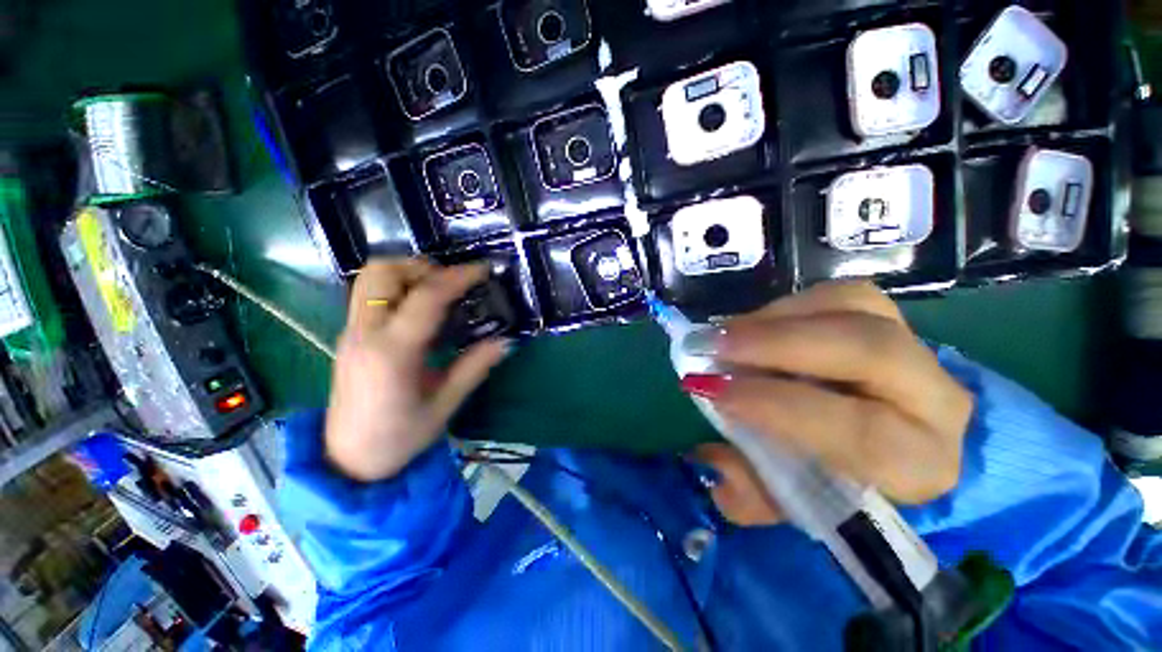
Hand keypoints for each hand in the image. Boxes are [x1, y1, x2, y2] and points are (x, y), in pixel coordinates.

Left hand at [325, 259, 510, 482]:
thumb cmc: (398, 439)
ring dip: (407, 274)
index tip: (483, 270)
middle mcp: (364, 334)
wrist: (347, 462)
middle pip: (383, 272)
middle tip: (453, 282)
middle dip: (422, 267)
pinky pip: (370, 295)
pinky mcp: (349, 337)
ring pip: (370, 279)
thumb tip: (506, 342)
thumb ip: (474, 368)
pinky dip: (397, 289)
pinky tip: (421, 311)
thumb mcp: (444, 406)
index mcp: (392, 353)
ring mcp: (351, 333)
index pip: (426, 298)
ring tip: (439, 291)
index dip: (458, 278)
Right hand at [682, 282, 973, 505]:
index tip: (712, 390)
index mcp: (917, 463)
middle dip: (775, 343)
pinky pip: (839, 295)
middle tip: (712, 345)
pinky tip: (752, 326)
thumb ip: (754, 494)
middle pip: (867, 348)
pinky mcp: (888, 318)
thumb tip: (713, 462)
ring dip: (775, 318)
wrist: (887, 440)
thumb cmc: (840, 480)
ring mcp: (914, 346)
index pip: (861, 430)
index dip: (778, 404)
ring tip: (725, 335)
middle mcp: (935, 399)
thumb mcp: (792, 503)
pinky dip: (786, 306)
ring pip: (853, 307)